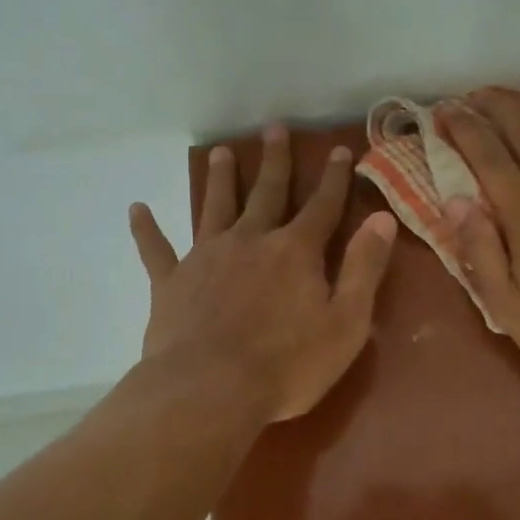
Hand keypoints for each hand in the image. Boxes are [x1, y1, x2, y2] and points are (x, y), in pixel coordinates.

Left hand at [128, 125, 397, 422]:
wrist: (210, 390)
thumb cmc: (287, 365)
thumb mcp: (346, 322)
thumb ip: (363, 268)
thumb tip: (382, 218)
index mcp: (295, 252)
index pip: (322, 206)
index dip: (334, 179)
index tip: (340, 150)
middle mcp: (250, 241)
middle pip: (266, 193)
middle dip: (275, 161)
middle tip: (274, 129)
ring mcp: (206, 258)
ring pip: (214, 207)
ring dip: (219, 179)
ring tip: (219, 153)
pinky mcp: (171, 282)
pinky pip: (156, 249)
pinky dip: (146, 229)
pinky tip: (136, 209)